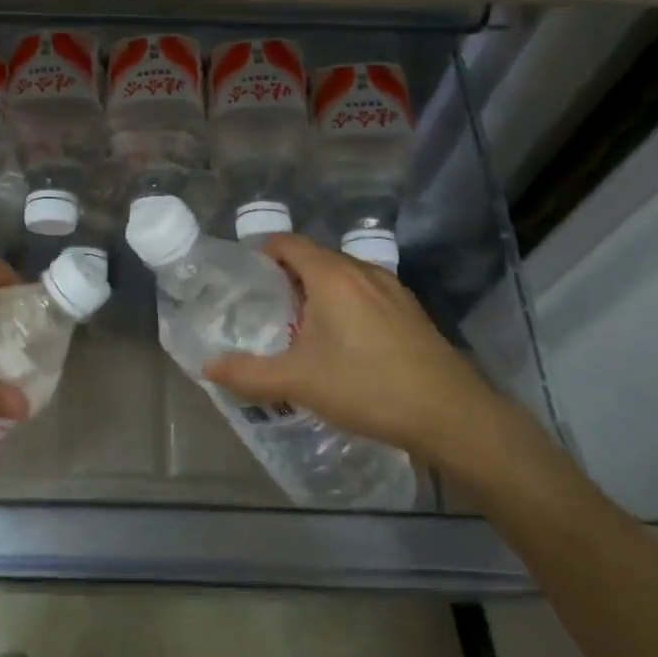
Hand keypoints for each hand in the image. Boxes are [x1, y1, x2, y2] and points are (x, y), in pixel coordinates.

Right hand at [202, 234, 543, 483]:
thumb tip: (207, 367)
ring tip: (297, 325)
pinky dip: (343, 303)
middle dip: (285, 274)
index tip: (242, 275)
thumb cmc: (367, 387)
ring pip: (341, 275)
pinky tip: (341, 341)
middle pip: (314, 257)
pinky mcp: (409, 310)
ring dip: (316, 290)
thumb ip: (247, 374)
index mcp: (331, 275)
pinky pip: (364, 292)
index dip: (261, 252)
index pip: (288, 242)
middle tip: (262, 305)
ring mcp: (391, 289)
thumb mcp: (298, 382)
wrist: (450, 414)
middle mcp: (362, 271)